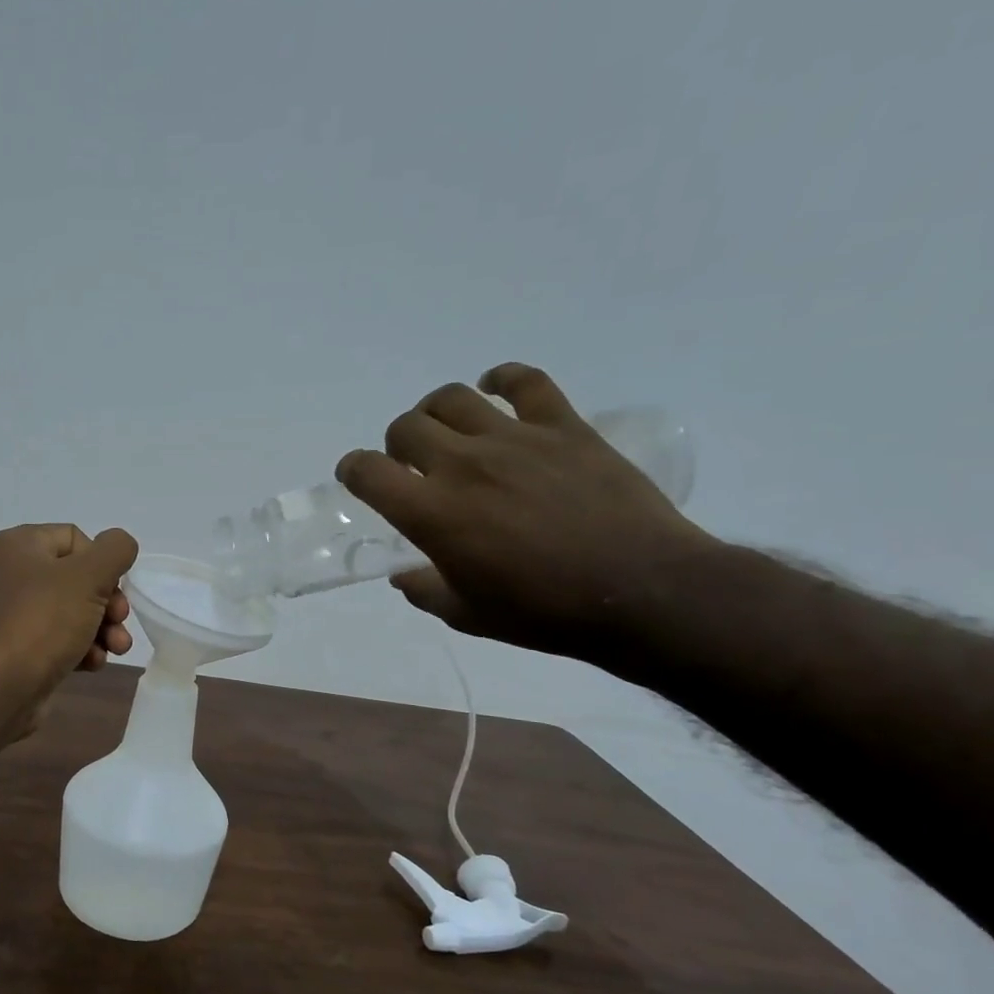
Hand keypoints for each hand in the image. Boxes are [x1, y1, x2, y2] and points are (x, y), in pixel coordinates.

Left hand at [0, 523, 138, 708]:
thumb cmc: (42, 622)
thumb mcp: (87, 576)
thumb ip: (114, 551)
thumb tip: (121, 543)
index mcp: (21, 545)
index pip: (76, 538)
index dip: (102, 563)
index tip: (112, 588)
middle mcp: (14, 575)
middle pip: (79, 578)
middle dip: (108, 603)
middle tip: (118, 621)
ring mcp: (17, 615)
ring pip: (75, 612)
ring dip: (102, 629)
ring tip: (116, 649)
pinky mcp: (23, 649)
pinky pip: (62, 640)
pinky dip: (82, 650)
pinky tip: (92, 664)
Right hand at [336, 363, 718, 658]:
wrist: (639, 591)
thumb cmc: (543, 611)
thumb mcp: (466, 615)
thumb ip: (424, 589)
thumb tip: (404, 574)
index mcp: (432, 513)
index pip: (367, 471)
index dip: (353, 470)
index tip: (359, 479)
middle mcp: (463, 465)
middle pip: (406, 426)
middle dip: (396, 444)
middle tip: (413, 464)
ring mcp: (515, 439)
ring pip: (453, 398)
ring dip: (436, 412)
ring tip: (448, 431)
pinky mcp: (563, 426)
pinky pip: (526, 381)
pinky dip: (503, 379)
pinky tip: (496, 390)